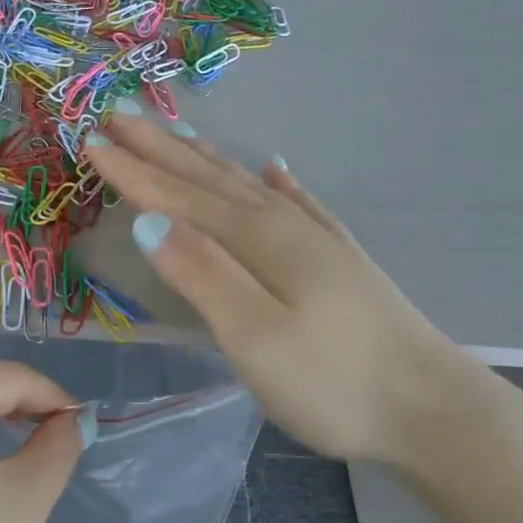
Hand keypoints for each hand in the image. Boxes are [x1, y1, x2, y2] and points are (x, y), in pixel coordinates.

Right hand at [84, 113, 508, 469]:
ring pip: (249, 186)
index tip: (91, 138)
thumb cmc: (333, 383)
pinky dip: (280, 184)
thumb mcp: (254, 336)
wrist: (431, 410)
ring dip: (208, 160)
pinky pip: (299, 205)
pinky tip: (277, 170)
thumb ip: (202, 274)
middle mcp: (286, 227)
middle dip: (161, 149)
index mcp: (259, 241)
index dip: (134, 170)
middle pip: (211, 179)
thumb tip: (148, 222)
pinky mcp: (341, 263)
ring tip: (179, 132)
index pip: (180, 197)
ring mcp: (318, 242)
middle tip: (120, 113)